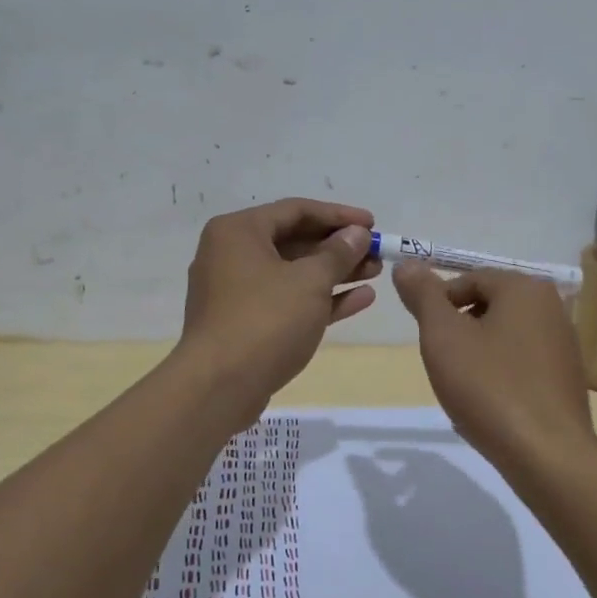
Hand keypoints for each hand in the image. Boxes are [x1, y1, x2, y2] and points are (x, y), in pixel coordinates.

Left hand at [179, 198, 379, 417]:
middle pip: (294, 240)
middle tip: (377, 252)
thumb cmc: (265, 320)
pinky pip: (288, 300)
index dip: (338, 215)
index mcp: (238, 231)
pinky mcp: (246, 323)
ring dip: (335, 272)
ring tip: (376, 273)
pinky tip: (361, 299)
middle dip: (339, 247)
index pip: (296, 210)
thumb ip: (338, 253)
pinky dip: (320, 298)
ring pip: (294, 273)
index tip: (373, 224)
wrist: (219, 387)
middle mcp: (232, 254)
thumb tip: (357, 234)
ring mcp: (237, 291)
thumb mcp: (309, 281)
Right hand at [347, 448, 539, 597]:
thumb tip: (356, 458)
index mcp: (445, 478)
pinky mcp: (503, 530)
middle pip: (438, 469)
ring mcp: (491, 507)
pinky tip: (443, 537)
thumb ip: (371, 488)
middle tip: (393, 495)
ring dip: (433, 495)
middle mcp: (472, 483)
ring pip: (456, 489)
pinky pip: (473, 510)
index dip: (397, 455)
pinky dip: (454, 513)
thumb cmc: (424, 562)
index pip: (419, 454)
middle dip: (413, 477)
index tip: (379, 462)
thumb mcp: (385, 525)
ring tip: (415, 519)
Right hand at [392, 265, 596, 473]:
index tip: (428, 340)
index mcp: (526, 288)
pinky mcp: (568, 378)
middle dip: (459, 331)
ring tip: (466, 389)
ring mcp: (564, 344)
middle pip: (488, 306)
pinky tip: (492, 406)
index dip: (439, 305)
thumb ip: (423, 296)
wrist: (547, 457)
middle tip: (444, 365)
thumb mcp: (443, 336)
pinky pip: (522, 364)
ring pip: (504, 336)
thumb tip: (407, 264)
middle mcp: (552, 307)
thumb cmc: (490, 387)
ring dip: (478, 355)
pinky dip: (501, 376)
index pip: (468, 279)